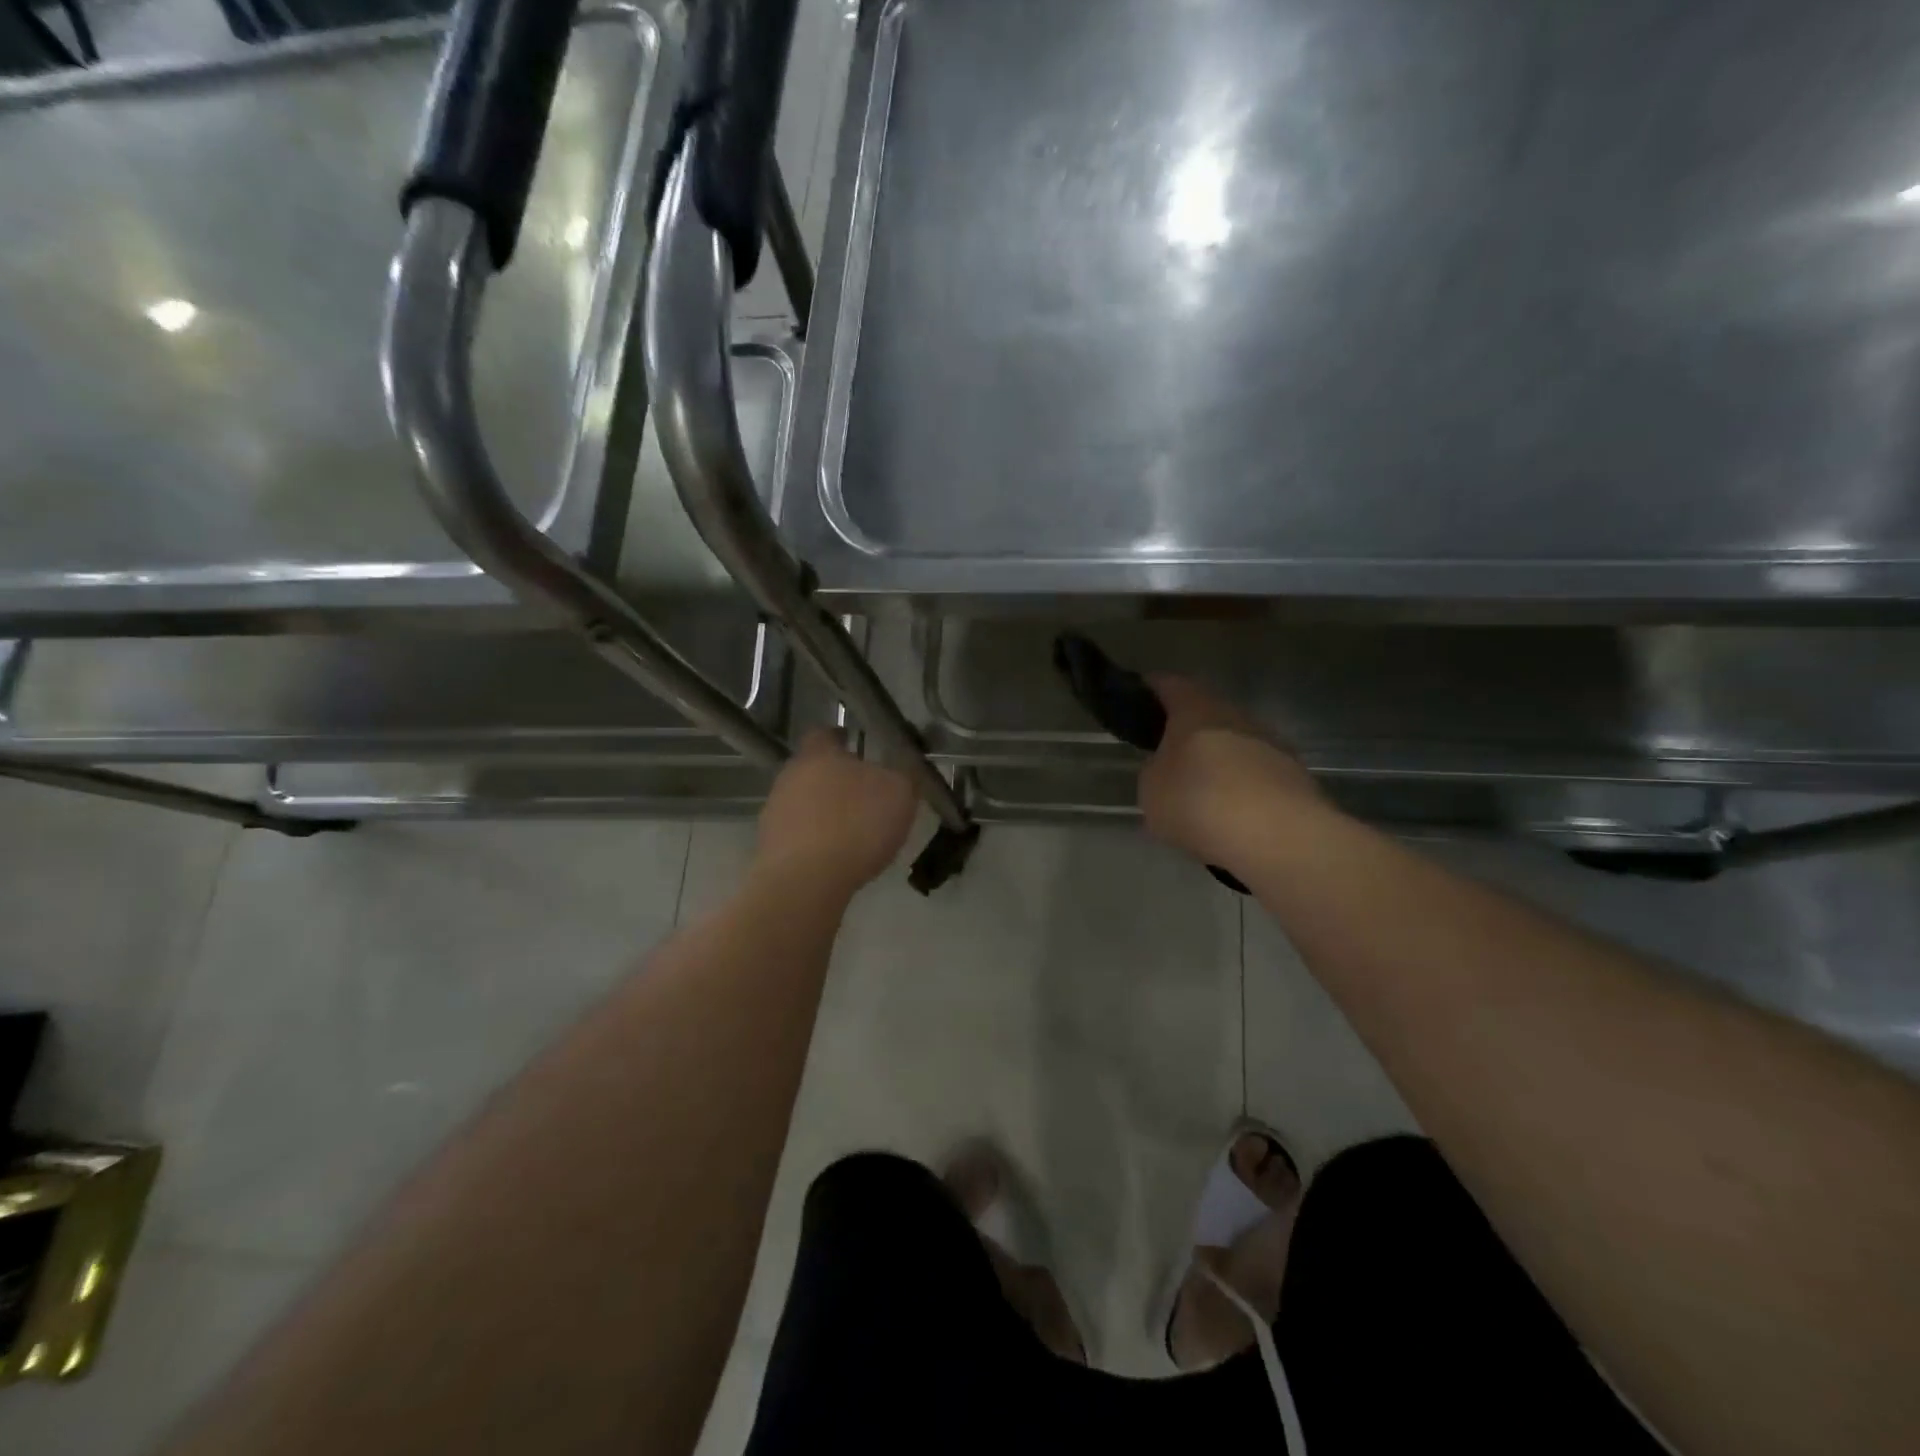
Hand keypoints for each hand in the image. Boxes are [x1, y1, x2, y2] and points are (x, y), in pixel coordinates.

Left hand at [754, 730, 917, 900]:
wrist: (805, 882)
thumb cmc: (856, 825)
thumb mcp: (899, 794)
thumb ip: (902, 774)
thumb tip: (900, 768)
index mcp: (819, 754)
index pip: (826, 733)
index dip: (842, 739)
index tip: (858, 748)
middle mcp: (790, 775)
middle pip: (814, 770)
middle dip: (836, 780)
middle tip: (865, 796)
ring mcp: (775, 811)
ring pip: (804, 803)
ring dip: (824, 812)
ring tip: (852, 833)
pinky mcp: (769, 845)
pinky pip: (798, 835)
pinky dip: (815, 841)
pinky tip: (835, 858)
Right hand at [1138, 676, 1324, 872]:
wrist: (1279, 836)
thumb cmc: (1199, 801)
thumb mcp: (1152, 789)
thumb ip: (1156, 770)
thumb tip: (1167, 767)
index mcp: (1196, 709)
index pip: (1170, 685)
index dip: (1153, 688)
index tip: (1140, 695)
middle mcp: (1236, 716)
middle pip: (1207, 712)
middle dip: (1187, 728)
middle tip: (1167, 750)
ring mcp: (1271, 744)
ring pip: (1235, 743)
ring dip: (1217, 760)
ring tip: (1199, 789)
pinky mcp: (1294, 776)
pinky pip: (1256, 774)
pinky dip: (1241, 787)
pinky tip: (1230, 813)